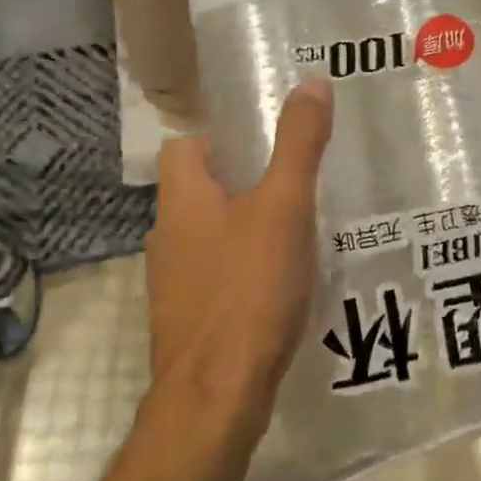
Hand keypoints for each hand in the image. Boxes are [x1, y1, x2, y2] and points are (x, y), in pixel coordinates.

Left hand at [147, 79, 334, 416]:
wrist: (216, 398)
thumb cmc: (247, 289)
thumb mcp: (284, 206)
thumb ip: (299, 144)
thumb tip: (312, 82)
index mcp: (181, 200)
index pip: (184, 147)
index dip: (221, 137)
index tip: (267, 140)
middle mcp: (168, 236)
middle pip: (201, 191)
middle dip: (245, 181)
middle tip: (298, 179)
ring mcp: (176, 284)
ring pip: (212, 235)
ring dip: (248, 227)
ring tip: (302, 227)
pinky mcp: (192, 321)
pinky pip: (220, 276)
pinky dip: (248, 269)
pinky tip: (287, 281)